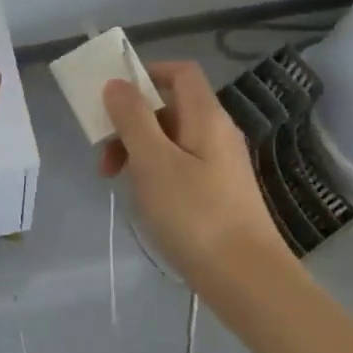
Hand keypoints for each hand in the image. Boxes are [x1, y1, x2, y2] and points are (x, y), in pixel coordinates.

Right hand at [100, 60, 289, 290]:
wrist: (247, 279)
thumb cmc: (195, 214)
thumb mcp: (153, 162)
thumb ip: (132, 119)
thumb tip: (117, 84)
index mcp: (206, 117)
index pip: (180, 73)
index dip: (147, 73)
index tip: (113, 96)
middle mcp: (218, 133)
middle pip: (171, 108)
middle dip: (132, 122)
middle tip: (105, 155)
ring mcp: (221, 165)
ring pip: (172, 140)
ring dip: (139, 150)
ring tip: (117, 182)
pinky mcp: (220, 193)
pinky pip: (181, 166)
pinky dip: (156, 172)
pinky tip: (145, 201)